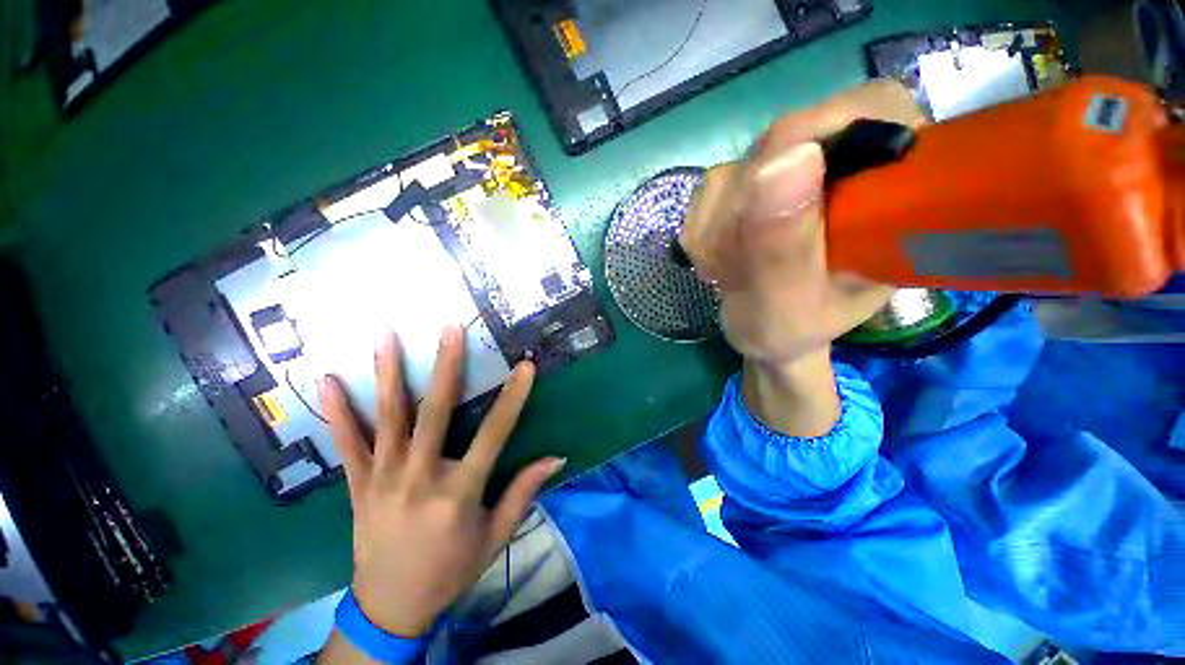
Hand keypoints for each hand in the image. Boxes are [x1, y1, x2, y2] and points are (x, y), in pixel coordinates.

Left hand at [318, 326, 565, 637]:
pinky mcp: (357, 485)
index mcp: (459, 491)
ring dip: (388, 374)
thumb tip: (556, 458)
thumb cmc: (451, 570)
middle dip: (446, 366)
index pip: (494, 433)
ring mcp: (382, 478)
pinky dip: (337, 411)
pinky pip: (346, 443)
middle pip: (435, 412)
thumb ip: (523, 492)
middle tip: (449, 328)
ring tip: (387, 335)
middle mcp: (419, 477)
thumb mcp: (495, 536)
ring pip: (387, 418)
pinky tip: (327, 380)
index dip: (513, 397)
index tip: (525, 366)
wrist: (390, 607)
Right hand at [681, 80, 925, 367]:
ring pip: (733, 171)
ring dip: (719, 230)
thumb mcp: (791, 306)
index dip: (809, 156)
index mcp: (894, 179)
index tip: (771, 226)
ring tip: (738, 272)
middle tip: (747, 268)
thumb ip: (786, 247)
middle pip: (779, 142)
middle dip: (746, 214)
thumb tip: (786, 158)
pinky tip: (722, 259)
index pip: (865, 111)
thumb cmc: (793, 328)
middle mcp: (845, 157)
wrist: (763, 330)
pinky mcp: (747, 180)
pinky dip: (704, 231)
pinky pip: (707, 192)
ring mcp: (789, 165)